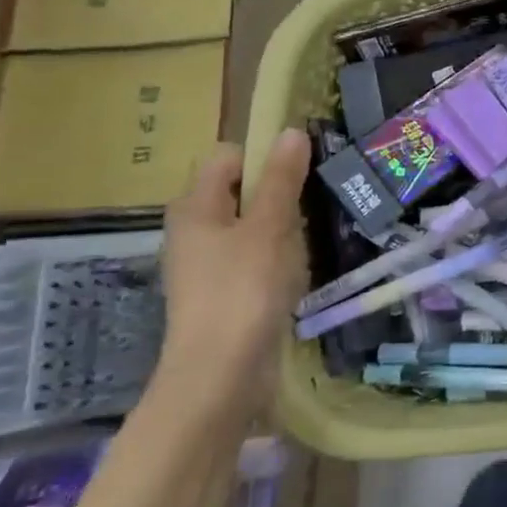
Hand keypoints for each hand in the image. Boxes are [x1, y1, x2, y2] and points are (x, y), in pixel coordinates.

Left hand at [155, 129, 312, 430]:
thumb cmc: (242, 290)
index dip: (264, 156)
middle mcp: (194, 230)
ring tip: (307, 243)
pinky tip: (296, 274)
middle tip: (311, 208)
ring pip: (253, 227)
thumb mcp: (269, 226)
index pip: (229, 157)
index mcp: (195, 207)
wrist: (220, 376)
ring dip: (283, 230)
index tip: (301, 172)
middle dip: (280, 195)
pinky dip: (277, 260)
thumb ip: (281, 178)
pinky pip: (254, 259)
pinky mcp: (224, 293)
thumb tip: (290, 131)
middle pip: (243, 191)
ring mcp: (208, 265)